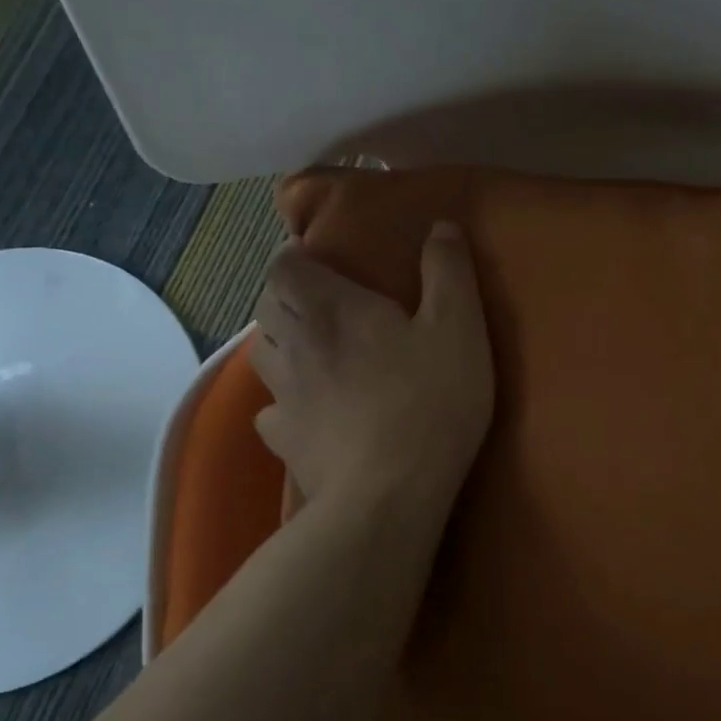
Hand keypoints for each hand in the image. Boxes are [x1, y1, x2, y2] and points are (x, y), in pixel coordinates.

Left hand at [250, 222, 493, 511]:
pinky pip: (271, 410)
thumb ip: (448, 271)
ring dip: (282, 341)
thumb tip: (441, 226)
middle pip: (267, 304)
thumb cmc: (429, 400)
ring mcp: (283, 396)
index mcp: (331, 308)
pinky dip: (284, 401)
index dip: (295, 255)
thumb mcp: (458, 326)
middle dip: (288, 294)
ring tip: (314, 349)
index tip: (320, 259)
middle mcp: (294, 343)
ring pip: (262, 353)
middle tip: (325, 301)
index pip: (284, 264)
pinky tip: (309, 409)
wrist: (389, 494)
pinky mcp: (285, 441)